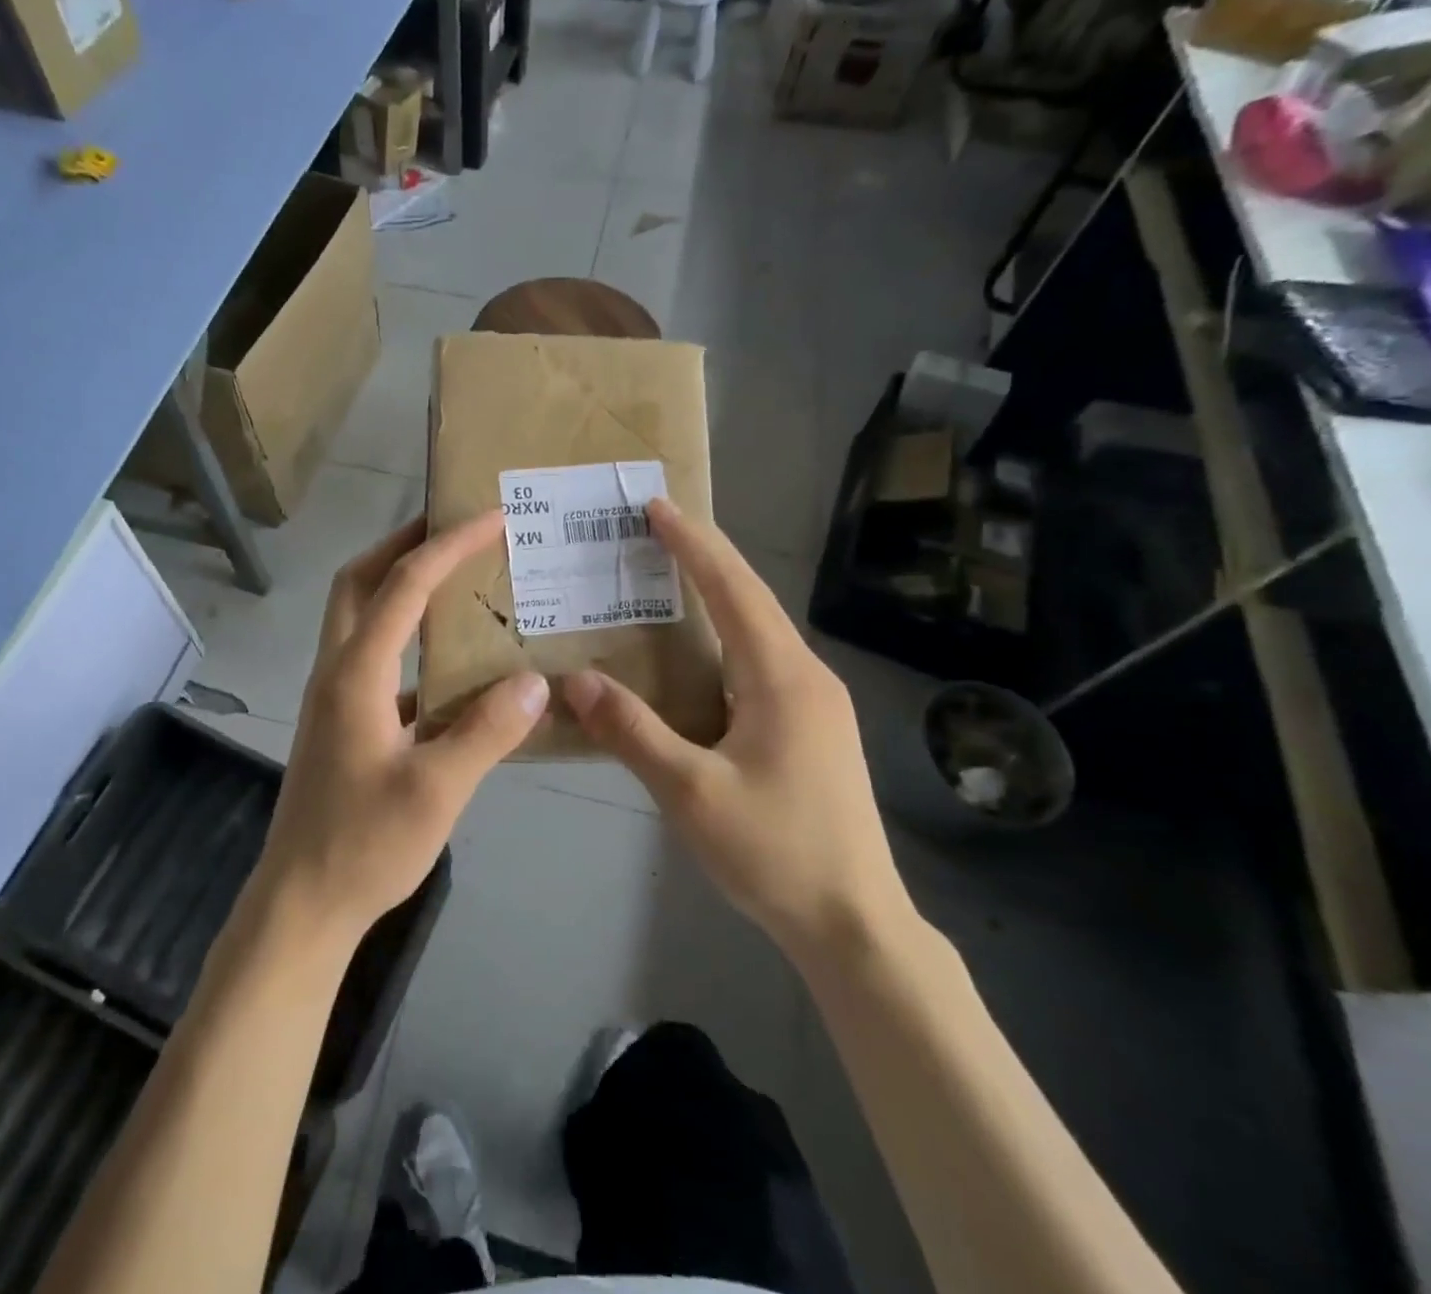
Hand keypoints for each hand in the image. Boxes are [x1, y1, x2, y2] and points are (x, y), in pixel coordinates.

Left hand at [257, 512, 548, 942]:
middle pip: (359, 581)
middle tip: (453, 526)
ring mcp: (334, 696)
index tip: (490, 517)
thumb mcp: (438, 789)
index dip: (447, 545)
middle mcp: (337, 670)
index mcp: (356, 673)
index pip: (403, 586)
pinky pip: (375, 657)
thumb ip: (488, 730)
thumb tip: (536, 682)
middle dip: (403, 544)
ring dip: (399, 585)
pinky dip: (407, 638)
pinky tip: (451, 662)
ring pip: (361, 616)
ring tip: (455, 578)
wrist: (303, 902)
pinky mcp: (342, 721)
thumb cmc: (365, 844)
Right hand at [563, 499, 913, 962]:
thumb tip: (575, 680)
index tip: (656, 507)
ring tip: (668, 580)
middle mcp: (807, 676)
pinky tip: (698, 658)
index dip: (693, 544)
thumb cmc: (774, 852)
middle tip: (653, 531)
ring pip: (759, 632)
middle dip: (704, 559)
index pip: (733, 589)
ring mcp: (817, 704)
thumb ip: (631, 731)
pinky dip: (725, 639)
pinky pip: (763, 662)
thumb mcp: (690, 792)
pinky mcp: (814, 729)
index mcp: (781, 677)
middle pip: (751, 600)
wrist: (855, 924)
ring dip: (717, 599)